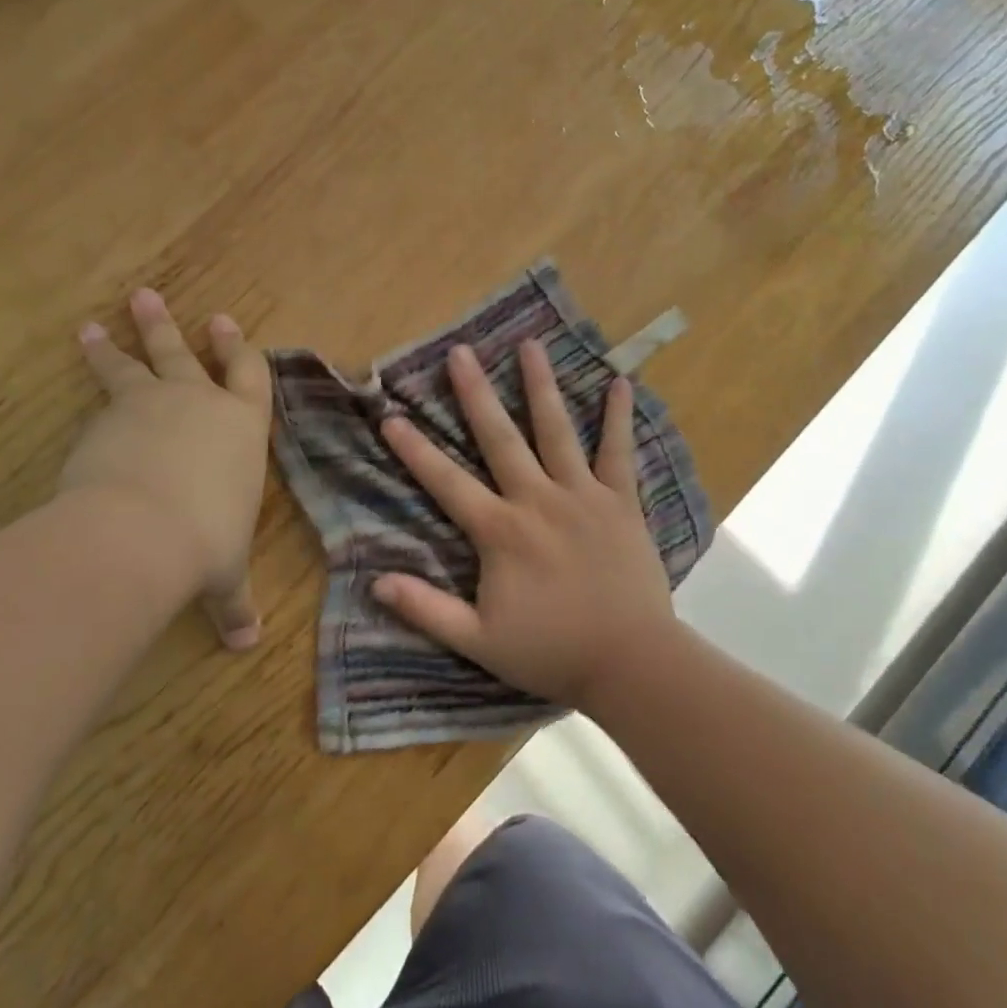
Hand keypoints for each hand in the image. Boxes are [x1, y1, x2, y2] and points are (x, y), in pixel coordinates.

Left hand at [62, 289, 270, 649]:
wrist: (142, 531)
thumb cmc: (206, 542)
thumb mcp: (224, 575)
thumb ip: (234, 602)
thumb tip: (248, 645)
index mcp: (242, 427)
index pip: (249, 375)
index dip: (238, 349)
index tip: (224, 323)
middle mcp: (200, 403)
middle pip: (186, 353)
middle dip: (170, 327)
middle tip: (148, 298)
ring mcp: (151, 404)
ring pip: (135, 362)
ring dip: (118, 341)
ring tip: (96, 324)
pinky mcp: (107, 416)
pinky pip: (100, 390)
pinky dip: (91, 374)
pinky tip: (79, 366)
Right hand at [371, 340, 676, 709]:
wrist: (631, 662)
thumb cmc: (552, 652)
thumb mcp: (478, 641)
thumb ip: (426, 609)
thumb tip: (375, 582)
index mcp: (500, 530)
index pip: (447, 481)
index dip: (415, 449)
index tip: (391, 415)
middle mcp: (537, 499)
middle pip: (500, 437)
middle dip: (475, 393)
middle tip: (460, 352)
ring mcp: (583, 495)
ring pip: (557, 430)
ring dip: (541, 386)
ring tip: (530, 345)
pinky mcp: (621, 501)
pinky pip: (619, 452)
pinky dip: (618, 417)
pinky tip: (620, 382)